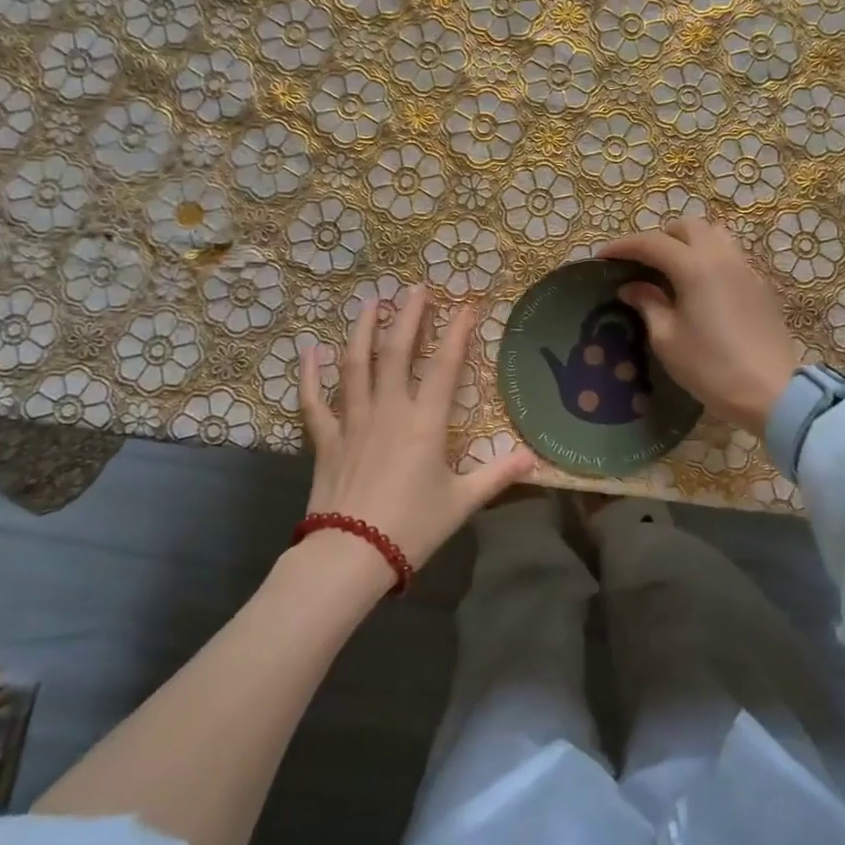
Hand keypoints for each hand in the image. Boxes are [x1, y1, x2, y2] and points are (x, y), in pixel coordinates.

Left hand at [299, 285, 536, 577]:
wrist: (351, 556)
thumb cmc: (412, 528)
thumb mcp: (462, 502)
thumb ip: (497, 474)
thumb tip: (534, 458)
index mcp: (425, 423)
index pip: (446, 367)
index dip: (458, 333)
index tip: (467, 305)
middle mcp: (389, 410)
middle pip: (398, 352)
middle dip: (409, 317)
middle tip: (416, 288)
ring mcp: (353, 421)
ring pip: (356, 364)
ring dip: (363, 330)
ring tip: (371, 302)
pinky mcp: (326, 438)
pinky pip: (314, 401)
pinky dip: (310, 374)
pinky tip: (310, 350)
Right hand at [599, 220, 801, 436]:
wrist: (771, 392)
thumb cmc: (711, 367)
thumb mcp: (667, 339)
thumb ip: (648, 304)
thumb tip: (631, 287)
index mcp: (695, 266)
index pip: (652, 243)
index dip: (623, 246)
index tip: (602, 256)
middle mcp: (722, 257)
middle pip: (687, 228)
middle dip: (659, 238)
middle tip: (640, 263)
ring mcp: (746, 269)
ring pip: (714, 236)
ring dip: (688, 243)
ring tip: (671, 270)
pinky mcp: (760, 286)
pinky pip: (730, 256)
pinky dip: (708, 259)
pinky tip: (699, 288)